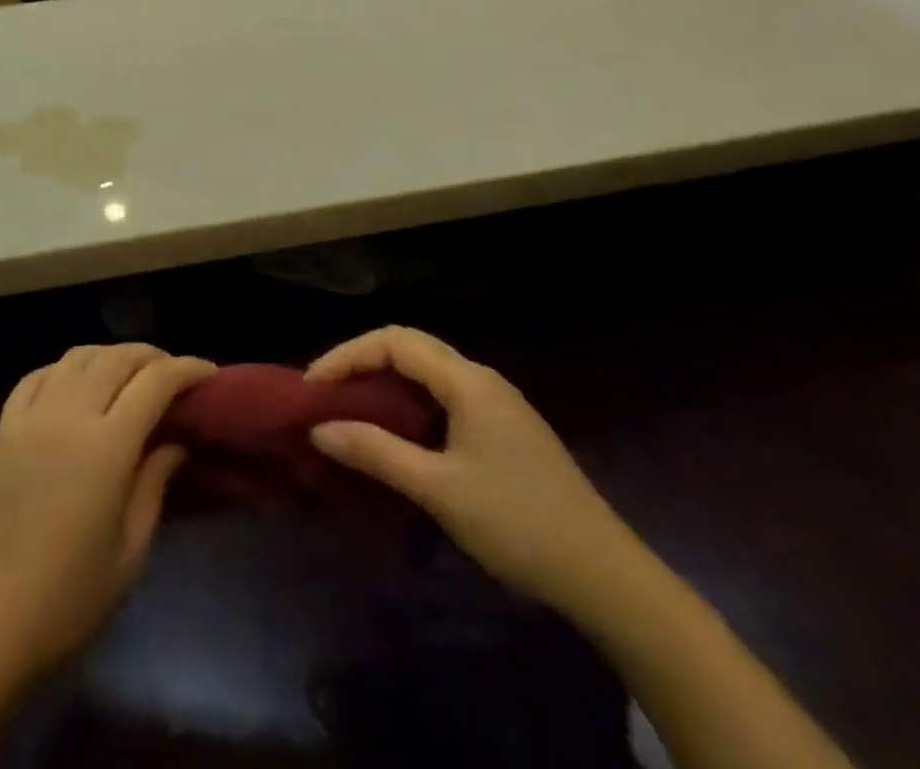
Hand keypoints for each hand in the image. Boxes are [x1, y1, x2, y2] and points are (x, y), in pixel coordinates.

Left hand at [0, 345, 215, 688]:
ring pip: (77, 357)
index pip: (155, 383)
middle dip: (152, 356)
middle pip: (117, 358)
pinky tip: (76, 382)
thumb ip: (155, 483)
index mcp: (107, 446)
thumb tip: (175, 440)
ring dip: (111, 355)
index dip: (186, 369)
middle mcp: (69, 415)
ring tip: (130, 374)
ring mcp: (31, 417)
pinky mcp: (3, 428)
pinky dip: (65, 368)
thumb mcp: (130, 552)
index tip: (209, 374)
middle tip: (174, 373)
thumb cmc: (68, 599)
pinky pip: (37, 376)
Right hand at [306, 327, 638, 617]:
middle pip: (410, 346)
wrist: (607, 576)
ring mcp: (497, 402)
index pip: (394, 342)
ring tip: (351, 408)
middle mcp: (481, 378)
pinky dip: (409, 400)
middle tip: (325, 392)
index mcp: (467, 380)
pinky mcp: (504, 427)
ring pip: (428, 370)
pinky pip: (444, 395)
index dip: (347, 355)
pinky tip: (397, 431)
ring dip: (385, 380)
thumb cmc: (518, 523)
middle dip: (362, 360)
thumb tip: (319, 429)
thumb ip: (376, 452)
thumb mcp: (439, 489)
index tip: (313, 386)